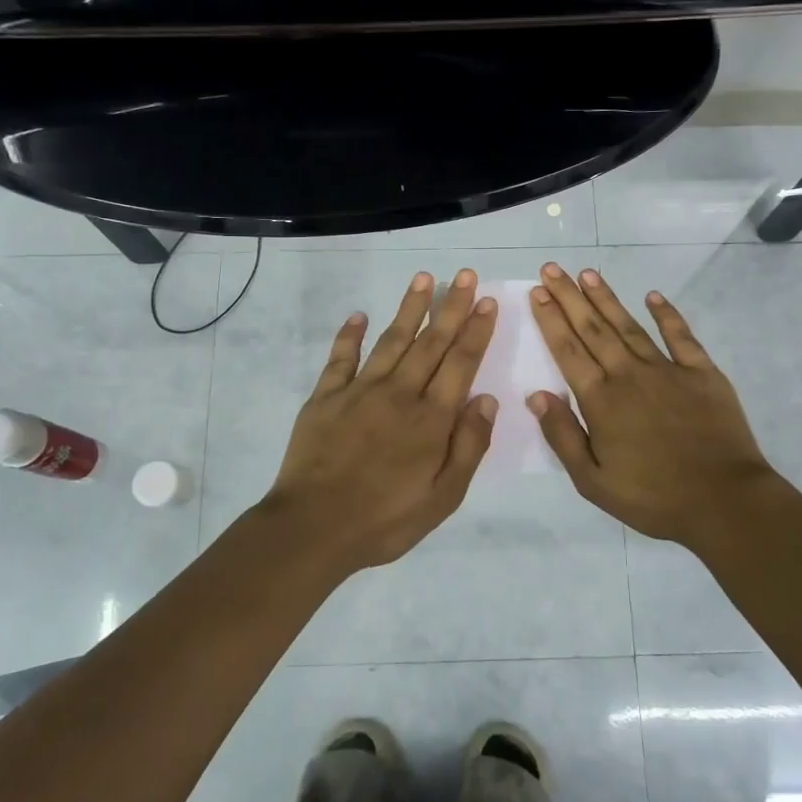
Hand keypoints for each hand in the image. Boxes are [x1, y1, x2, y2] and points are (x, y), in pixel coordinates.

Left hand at [262, 269, 498, 570]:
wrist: (314, 527)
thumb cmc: (386, 519)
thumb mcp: (443, 497)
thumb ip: (468, 446)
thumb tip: (486, 399)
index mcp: (431, 419)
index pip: (460, 363)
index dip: (475, 331)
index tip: (486, 301)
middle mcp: (399, 393)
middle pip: (430, 342)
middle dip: (450, 307)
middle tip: (464, 274)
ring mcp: (359, 390)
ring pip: (391, 340)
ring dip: (409, 308)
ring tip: (423, 278)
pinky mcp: (326, 396)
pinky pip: (341, 358)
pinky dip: (350, 334)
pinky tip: (359, 315)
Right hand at [526, 261, 786, 549]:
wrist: (724, 501)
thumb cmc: (653, 497)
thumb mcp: (593, 481)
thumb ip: (563, 436)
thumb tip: (536, 396)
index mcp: (601, 401)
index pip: (568, 350)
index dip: (550, 319)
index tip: (537, 292)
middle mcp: (629, 375)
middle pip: (593, 329)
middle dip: (570, 297)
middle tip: (552, 269)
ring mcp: (668, 370)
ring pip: (629, 326)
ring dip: (606, 298)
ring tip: (588, 273)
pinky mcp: (702, 373)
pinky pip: (681, 336)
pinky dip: (667, 314)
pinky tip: (653, 296)